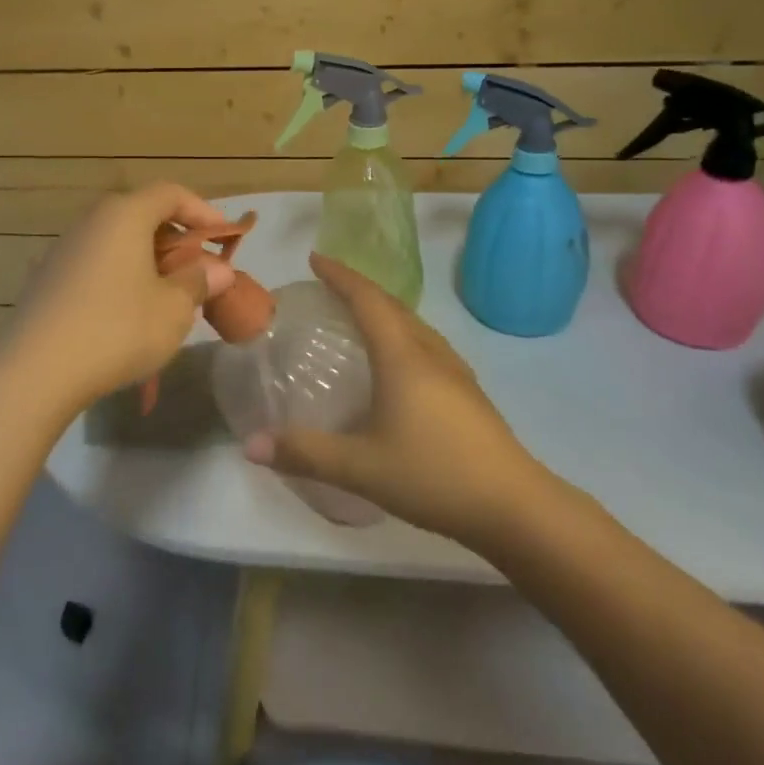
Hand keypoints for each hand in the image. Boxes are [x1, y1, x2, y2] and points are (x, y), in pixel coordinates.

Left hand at [0, 184, 235, 416]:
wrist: (35, 372)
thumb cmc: (118, 329)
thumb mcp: (173, 309)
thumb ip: (199, 282)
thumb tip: (218, 270)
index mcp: (124, 215)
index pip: (171, 193)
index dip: (203, 211)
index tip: (224, 239)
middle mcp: (91, 221)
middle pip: (142, 215)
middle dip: (176, 240)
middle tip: (198, 271)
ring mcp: (63, 250)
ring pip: (117, 242)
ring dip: (147, 261)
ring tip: (167, 296)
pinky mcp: (46, 280)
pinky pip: (95, 265)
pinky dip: (120, 277)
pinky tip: (128, 314)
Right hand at [243, 253, 562, 546]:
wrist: (514, 506)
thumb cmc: (433, 475)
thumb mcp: (360, 467)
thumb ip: (304, 453)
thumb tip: (250, 445)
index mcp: (402, 356)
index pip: (367, 299)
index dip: (340, 275)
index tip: (314, 258)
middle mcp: (429, 352)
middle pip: (392, 305)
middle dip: (359, 287)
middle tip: (329, 284)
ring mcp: (455, 371)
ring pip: (413, 324)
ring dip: (384, 309)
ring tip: (360, 316)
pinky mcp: (469, 392)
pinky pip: (426, 344)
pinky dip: (402, 334)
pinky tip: (398, 362)